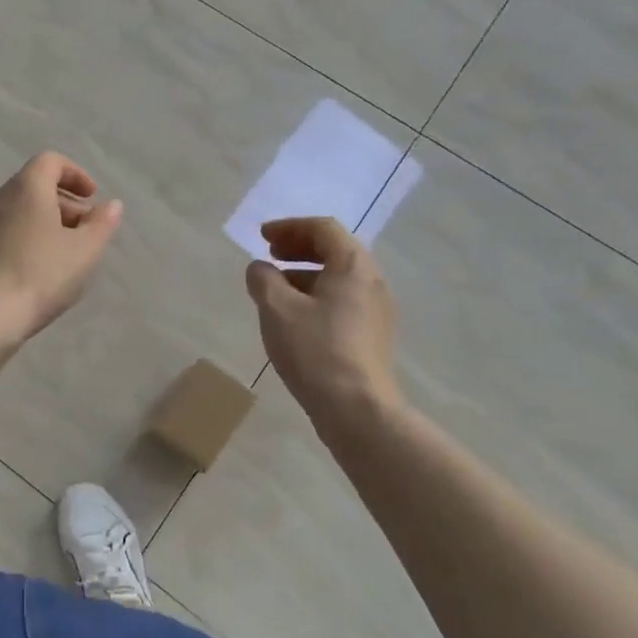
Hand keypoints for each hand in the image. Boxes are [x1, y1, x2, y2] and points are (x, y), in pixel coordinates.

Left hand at [0, 153, 123, 342]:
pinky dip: (22, 240)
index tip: (92, 198)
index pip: (50, 162)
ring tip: (62, 254)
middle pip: (33, 186)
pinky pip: (2, 234)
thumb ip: (102, 223)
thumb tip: (111, 205)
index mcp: (26, 189)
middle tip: (84, 230)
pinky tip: (34, 272)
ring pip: (16, 212)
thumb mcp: (84, 251)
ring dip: (42, 223)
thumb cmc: (41, 275)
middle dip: (63, 202)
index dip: (75, 174)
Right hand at [246, 217, 405, 425]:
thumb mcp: (277, 308)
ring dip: (305, 273)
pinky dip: (316, 296)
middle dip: (299, 248)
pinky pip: (343, 301)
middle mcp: (372, 282)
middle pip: (335, 250)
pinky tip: (294, 318)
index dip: (289, 227)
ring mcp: (377, 311)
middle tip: (270, 255)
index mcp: (353, 266)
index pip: (323, 229)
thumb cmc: (316, 350)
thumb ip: (263, 279)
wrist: (357, 410)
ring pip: (339, 278)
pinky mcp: (373, 336)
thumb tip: (260, 269)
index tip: (262, 238)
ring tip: (275, 288)